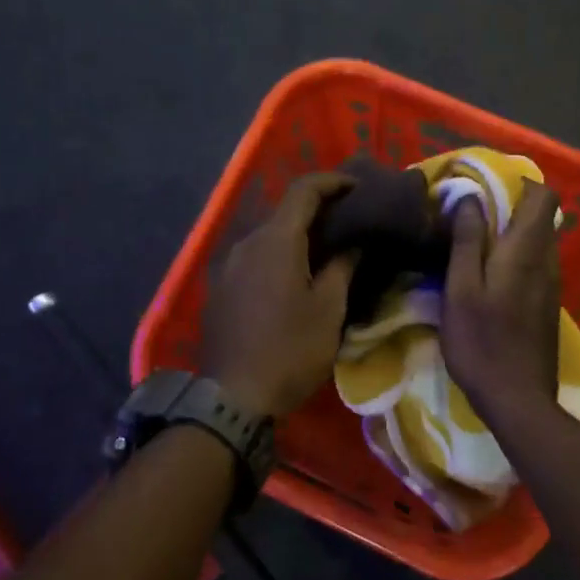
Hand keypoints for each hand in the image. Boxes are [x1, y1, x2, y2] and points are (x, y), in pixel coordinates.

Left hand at [201, 173, 358, 416]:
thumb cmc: (290, 350)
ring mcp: (228, 266)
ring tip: (327, 250)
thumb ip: (343, 266)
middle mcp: (246, 243)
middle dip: (318, 210)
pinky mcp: (220, 289)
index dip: (333, 181)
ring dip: (297, 235)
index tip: (359, 187)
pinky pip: (254, 258)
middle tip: (350, 221)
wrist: (233, 398)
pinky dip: (278, 256)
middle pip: (284, 212)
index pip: (303, 190)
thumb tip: (354, 243)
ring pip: (268, 236)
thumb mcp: (328, 309)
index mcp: (276, 240)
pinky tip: (295, 277)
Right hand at [441, 180, 561, 419]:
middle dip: (510, 206)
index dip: (519, 183)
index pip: (543, 196)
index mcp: (528, 250)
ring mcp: (552, 285)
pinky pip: (536, 264)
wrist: (518, 399)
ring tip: (474, 243)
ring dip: (511, 233)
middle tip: (471, 215)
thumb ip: (468, 241)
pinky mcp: (547, 305)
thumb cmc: (483, 342)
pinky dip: (516, 257)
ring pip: (538, 242)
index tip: (485, 187)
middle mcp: (548, 261)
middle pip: (541, 217)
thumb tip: (472, 198)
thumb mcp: (462, 289)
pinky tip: (488, 276)